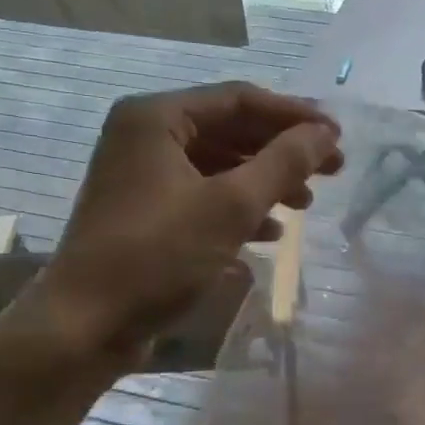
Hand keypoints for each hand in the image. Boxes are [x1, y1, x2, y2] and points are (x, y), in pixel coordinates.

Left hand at [20, 83, 341, 361]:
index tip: (337, 137)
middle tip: (331, 170)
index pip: (239, 99)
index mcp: (157, 118)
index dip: (293, 116)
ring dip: (264, 182)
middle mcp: (145, 136)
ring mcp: (142, 176)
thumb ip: (283, 163)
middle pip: (230, 130)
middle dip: (282, 151)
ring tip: (305, 205)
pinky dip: (238, 209)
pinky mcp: (146, 213)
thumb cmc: (159, 255)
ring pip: (219, 166)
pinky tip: (269, 232)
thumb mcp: (230, 206)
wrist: (87, 324)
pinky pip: (202, 196)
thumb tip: (324, 133)